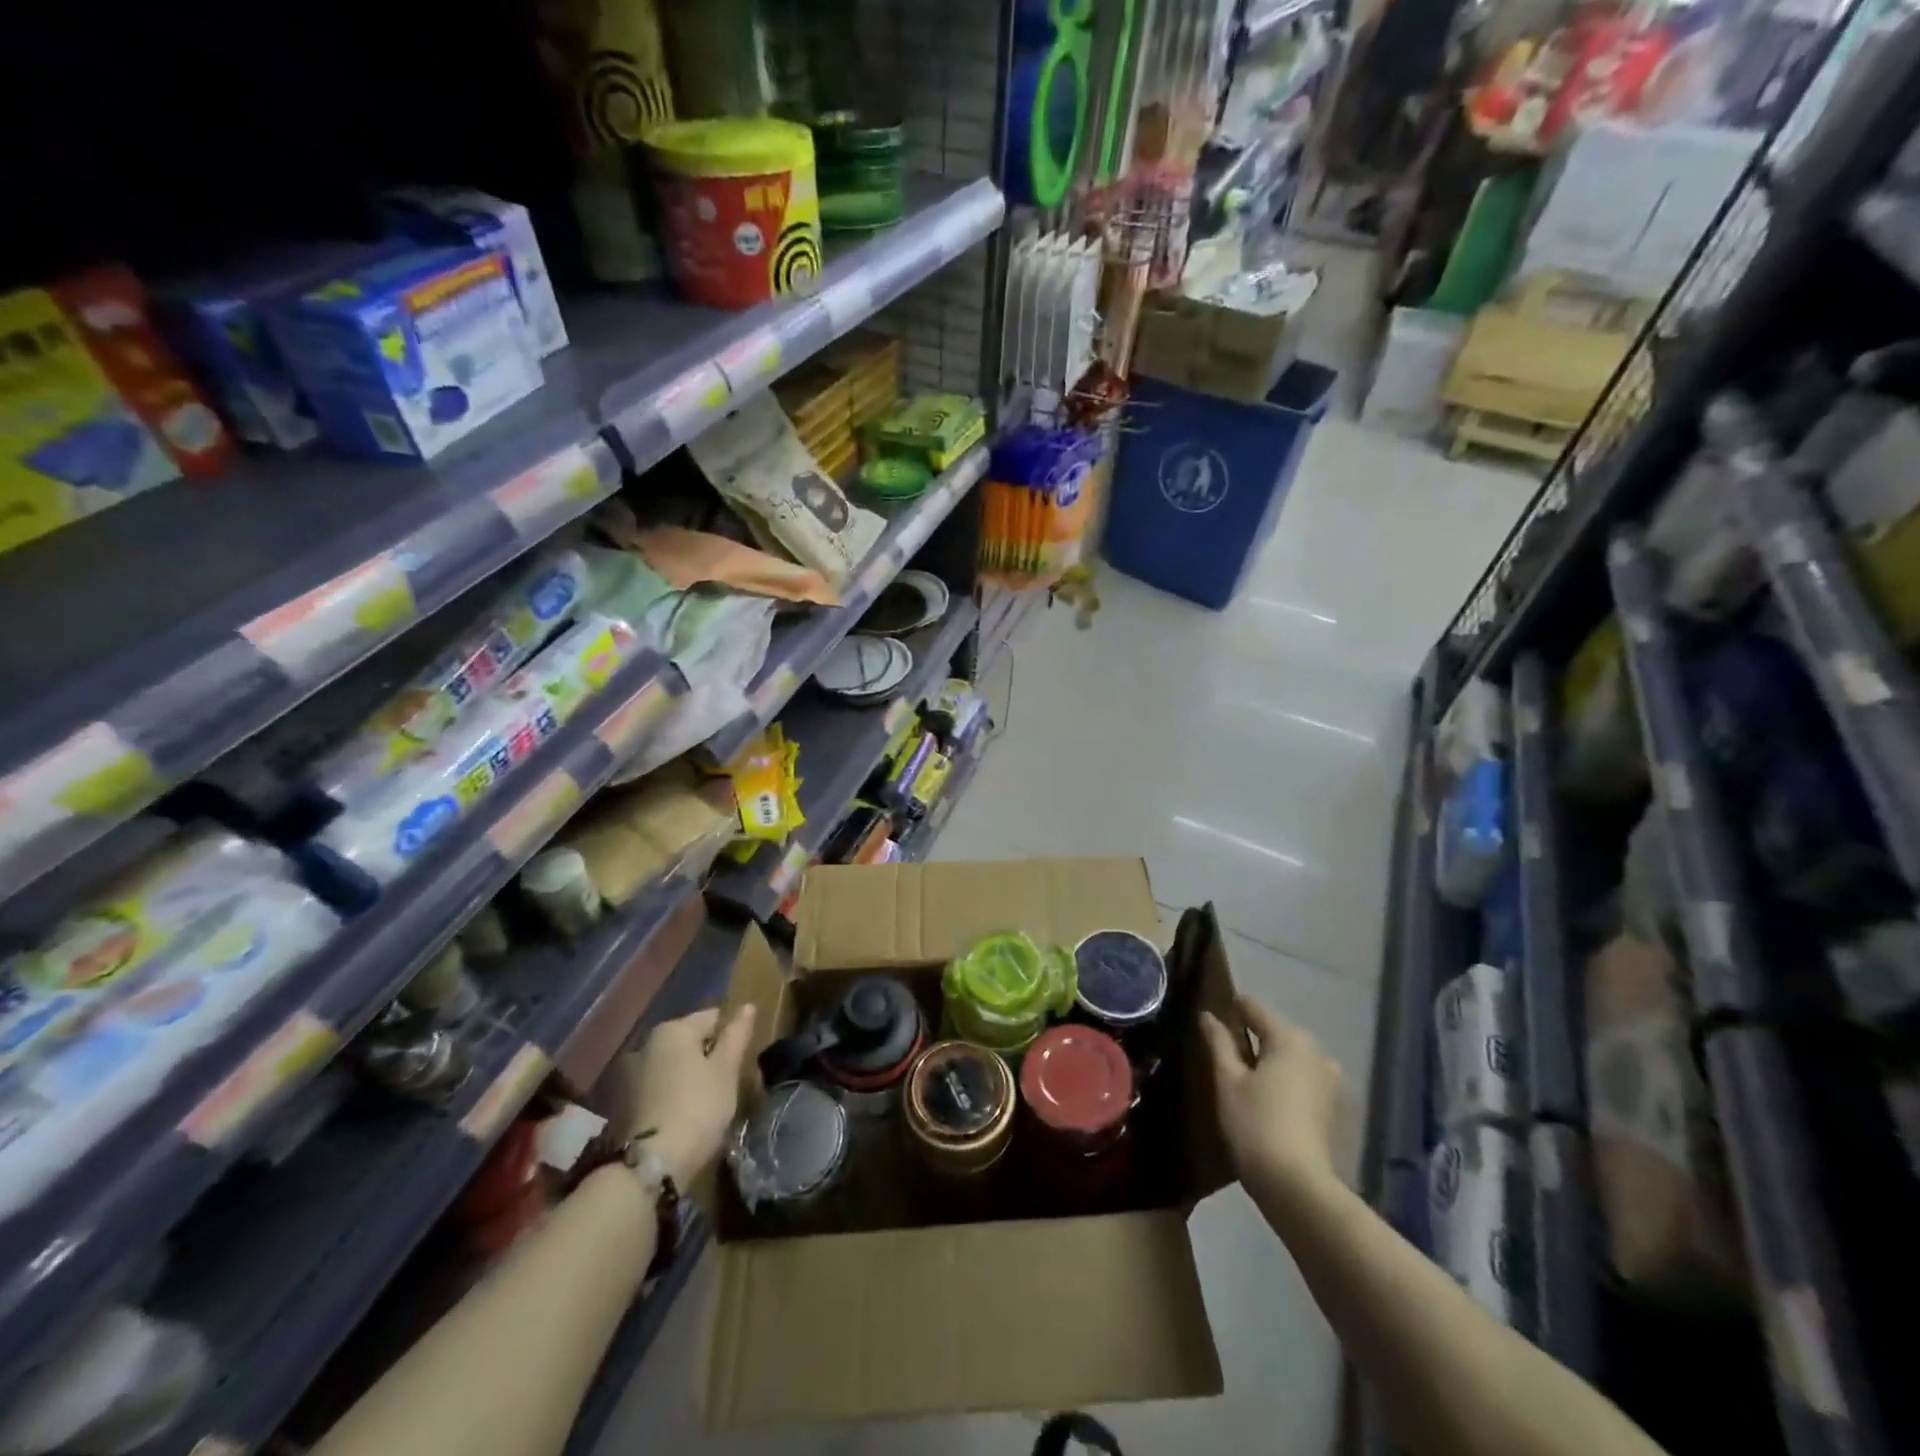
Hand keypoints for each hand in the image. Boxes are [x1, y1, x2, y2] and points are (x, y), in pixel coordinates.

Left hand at [629, 1005, 756, 1186]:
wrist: (652, 1165)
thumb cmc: (698, 1108)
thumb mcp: (726, 1070)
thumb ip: (737, 1035)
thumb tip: (747, 1006)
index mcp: (673, 1029)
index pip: (713, 1017)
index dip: (733, 1036)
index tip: (743, 1061)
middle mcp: (647, 1043)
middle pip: (692, 1041)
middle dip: (711, 1056)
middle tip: (730, 1083)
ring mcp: (632, 1073)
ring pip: (675, 1065)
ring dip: (692, 1076)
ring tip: (710, 1102)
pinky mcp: (625, 1102)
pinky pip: (661, 1086)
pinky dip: (675, 1093)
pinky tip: (687, 1114)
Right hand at [1201, 993, 1342, 1201]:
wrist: (1298, 1187)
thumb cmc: (1255, 1125)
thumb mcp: (1227, 1080)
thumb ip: (1218, 1042)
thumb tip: (1207, 1015)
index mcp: (1289, 1037)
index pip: (1253, 1007)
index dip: (1229, 1008)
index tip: (1209, 1017)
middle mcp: (1316, 1051)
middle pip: (1275, 1031)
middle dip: (1250, 1036)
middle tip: (1221, 1051)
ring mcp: (1330, 1080)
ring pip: (1290, 1056)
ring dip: (1268, 1060)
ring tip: (1242, 1076)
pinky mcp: (1333, 1107)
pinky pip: (1302, 1078)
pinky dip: (1284, 1080)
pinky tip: (1265, 1098)